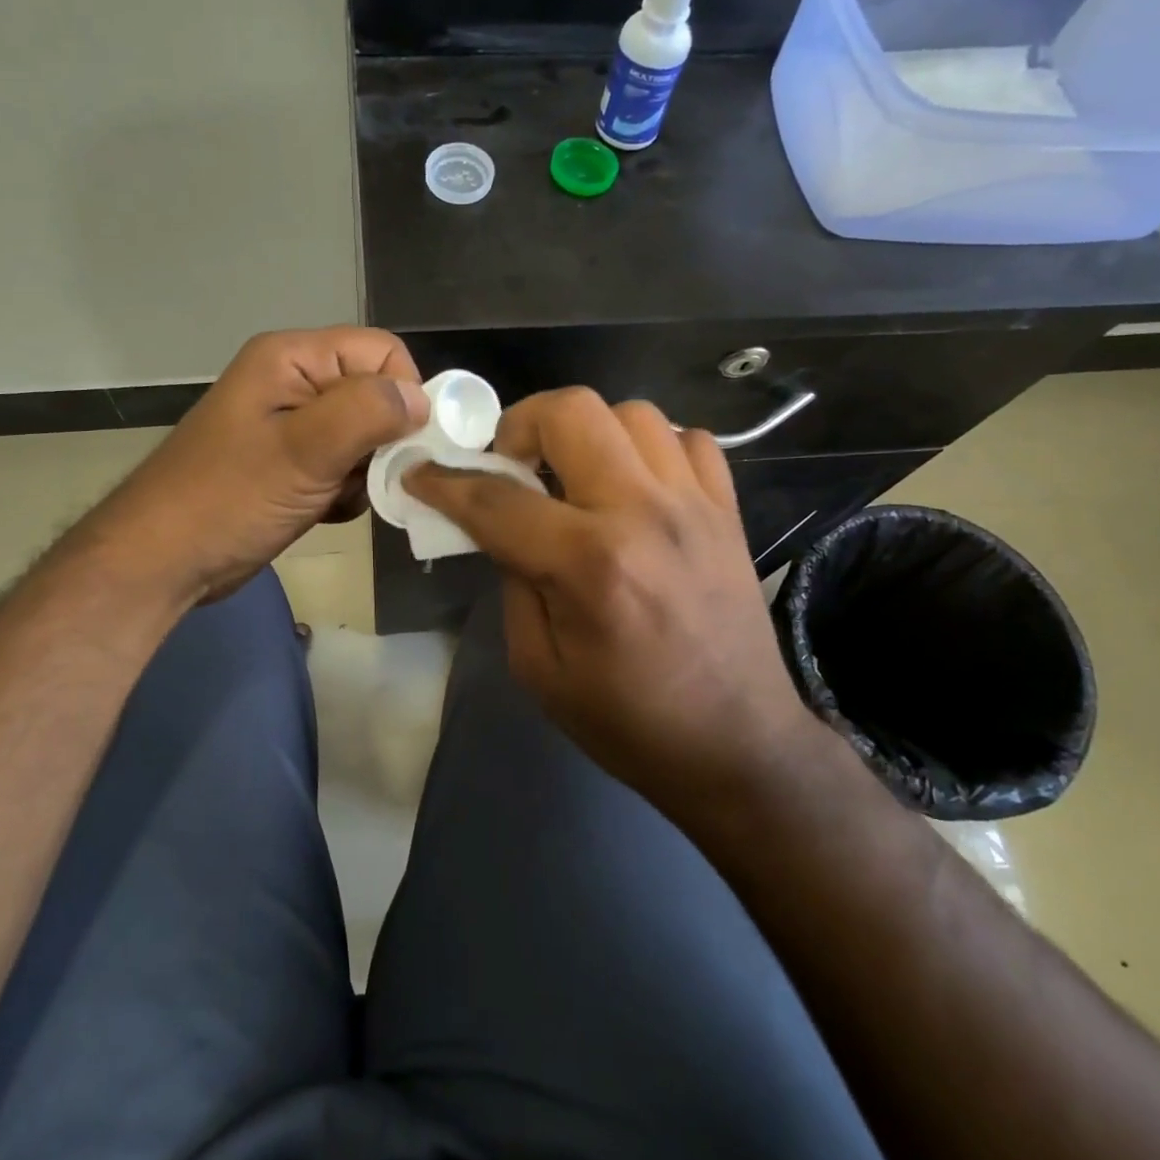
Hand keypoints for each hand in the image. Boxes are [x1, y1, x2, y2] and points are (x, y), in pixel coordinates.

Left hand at [101, 328, 426, 604]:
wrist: (163, 560)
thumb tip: (421, 399)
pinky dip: (345, 491)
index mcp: (293, 357)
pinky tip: (323, 511)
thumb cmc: (229, 499)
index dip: (402, 395)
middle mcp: (295, 381)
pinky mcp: (291, 463)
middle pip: (375, 394)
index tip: (397, 446)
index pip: (382, 353)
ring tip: (335, 498)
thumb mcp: (304, 450)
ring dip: (364, 472)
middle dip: (381, 441)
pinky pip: (343, 465)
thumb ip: (368, 413)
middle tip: (362, 479)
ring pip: (365, 436)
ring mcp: (291, 425)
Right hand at [405, 388, 810, 812]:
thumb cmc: (629, 721)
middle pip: (572, 412)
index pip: (498, 499)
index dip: (445, 483)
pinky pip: (690, 439)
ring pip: (632, 412)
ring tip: (574, 475)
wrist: (739, 746)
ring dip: (588, 433)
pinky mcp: (728, 510)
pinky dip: (652, 447)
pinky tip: (635, 484)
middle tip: (511, 466)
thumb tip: (502, 527)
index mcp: (589, 563)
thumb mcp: (539, 667)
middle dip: (521, 425)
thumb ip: (513, 583)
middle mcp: (643, 513)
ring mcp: (694, 504)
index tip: (420, 474)